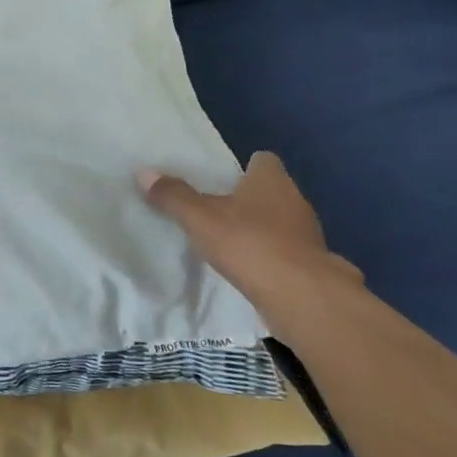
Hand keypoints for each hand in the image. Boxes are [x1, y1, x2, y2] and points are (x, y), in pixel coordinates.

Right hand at [140, 152, 363, 337]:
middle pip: (272, 191)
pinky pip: (287, 252)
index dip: (245, 166)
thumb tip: (144, 172)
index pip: (263, 160)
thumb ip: (173, 196)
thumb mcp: (200, 218)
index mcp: (271, 180)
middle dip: (249, 199)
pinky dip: (271, 256)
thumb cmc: (249, 243)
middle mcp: (295, 200)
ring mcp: (308, 234)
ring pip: (281, 222)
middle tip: (218, 209)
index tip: (223, 179)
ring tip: (231, 241)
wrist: (302, 297)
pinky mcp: (312, 265)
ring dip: (261, 229)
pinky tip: (250, 269)